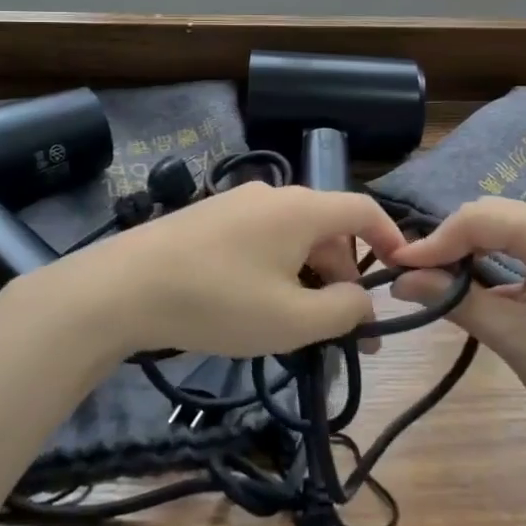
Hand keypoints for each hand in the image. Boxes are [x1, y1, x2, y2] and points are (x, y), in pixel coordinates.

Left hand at [12, 182, 407, 360]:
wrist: (124, 287)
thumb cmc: (219, 301)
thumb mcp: (292, 319)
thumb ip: (342, 311)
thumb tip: (364, 302)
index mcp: (302, 209)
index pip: (363, 209)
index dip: (390, 239)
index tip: (401, 275)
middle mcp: (273, 195)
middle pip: (327, 229)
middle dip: (344, 276)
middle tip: (345, 330)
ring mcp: (237, 203)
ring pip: (293, 237)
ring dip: (309, 277)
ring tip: (300, 326)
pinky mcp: (209, 219)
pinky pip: (261, 240)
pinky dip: (277, 270)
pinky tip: (258, 306)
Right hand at [390, 198, 525, 468]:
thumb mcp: (509, 336)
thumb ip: (452, 298)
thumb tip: (399, 280)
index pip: (482, 218)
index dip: (436, 240)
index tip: (398, 265)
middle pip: (496, 214)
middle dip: (452, 239)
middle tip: (415, 271)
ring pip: (510, 226)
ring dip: (473, 246)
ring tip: (438, 274)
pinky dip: (498, 256)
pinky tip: (476, 277)